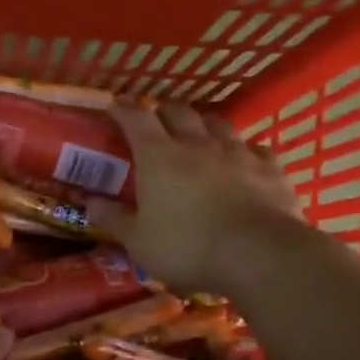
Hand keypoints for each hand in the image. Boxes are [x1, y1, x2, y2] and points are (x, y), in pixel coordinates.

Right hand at [89, 103, 305, 295]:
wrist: (258, 254)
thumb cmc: (186, 246)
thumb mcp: (138, 241)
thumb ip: (113, 219)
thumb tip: (89, 203)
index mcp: (158, 156)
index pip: (136, 118)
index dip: (123, 108)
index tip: (114, 104)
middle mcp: (197, 144)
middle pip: (179, 112)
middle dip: (164, 111)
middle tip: (156, 119)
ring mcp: (238, 152)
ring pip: (218, 124)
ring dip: (204, 125)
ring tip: (198, 134)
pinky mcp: (270, 168)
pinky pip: (255, 148)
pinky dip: (244, 150)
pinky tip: (243, 160)